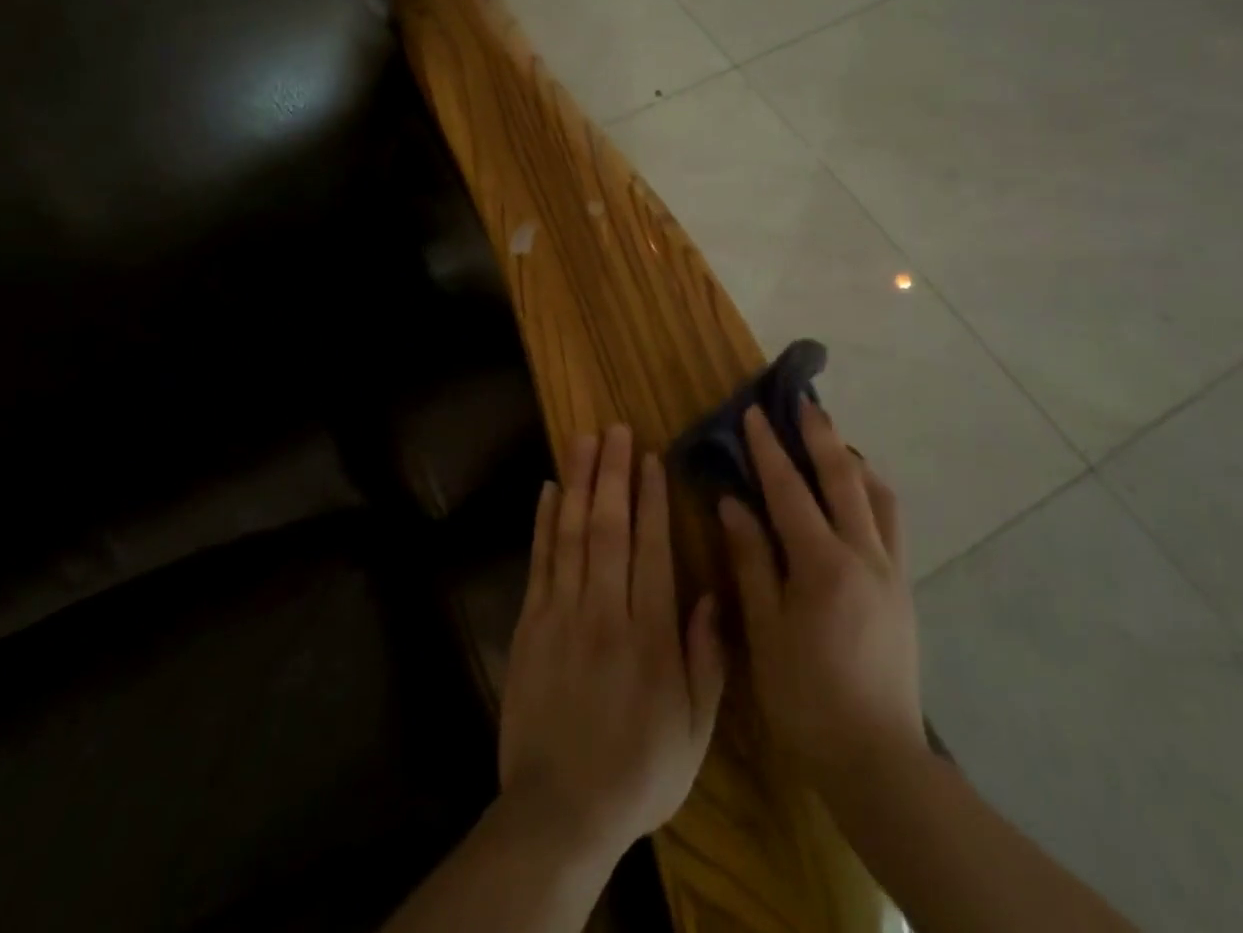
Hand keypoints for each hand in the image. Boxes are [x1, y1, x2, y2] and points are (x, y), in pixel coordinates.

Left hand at [499, 426, 725, 867]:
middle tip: (616, 429)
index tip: (651, 457)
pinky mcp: (530, 625)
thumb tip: (712, 594)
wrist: (560, 812)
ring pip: (572, 534)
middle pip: (609, 528)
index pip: (650, 548)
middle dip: (613, 473)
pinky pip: (539, 562)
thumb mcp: (693, 730)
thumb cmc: (638, 770)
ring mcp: (561, 614)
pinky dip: (544, 522)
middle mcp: (605, 612)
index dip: (651, 498)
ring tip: (583, 440)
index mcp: (649, 635)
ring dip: (579, 483)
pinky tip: (549, 489)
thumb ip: (706, 660)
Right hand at [719, 401, 926, 793]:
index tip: (754, 412)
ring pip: (879, 495)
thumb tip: (732, 503)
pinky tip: (856, 496)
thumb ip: (751, 561)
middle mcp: (865, 555)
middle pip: (844, 477)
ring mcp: (891, 570)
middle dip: (820, 435)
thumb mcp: (764, 631)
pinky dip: (872, 493)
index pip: (790, 490)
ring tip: (832, 442)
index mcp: (824, 564)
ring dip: (854, 461)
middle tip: (803, 401)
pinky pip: (891, 522)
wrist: (878, 762)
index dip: (769, 449)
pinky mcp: (904, 589)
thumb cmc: (807, 700)